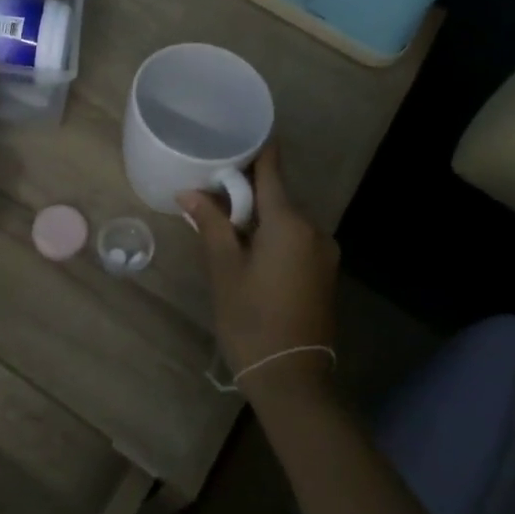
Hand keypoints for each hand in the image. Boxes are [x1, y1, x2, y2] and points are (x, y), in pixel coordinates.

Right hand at [181, 142, 339, 396]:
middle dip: (246, 191)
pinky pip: (296, 239)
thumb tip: (189, 192)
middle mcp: (314, 229)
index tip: (234, 136)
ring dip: (259, 216)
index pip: (272, 168)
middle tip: (212, 192)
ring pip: (286, 219)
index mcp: (289, 222)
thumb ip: (211, 223)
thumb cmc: (251, 319)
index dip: (255, 149)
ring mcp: (324, 252)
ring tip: (225, 225)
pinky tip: (250, 251)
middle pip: (278, 195)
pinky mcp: (325, 271)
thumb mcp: (225, 269)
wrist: (293, 377)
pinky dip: (274, 236)